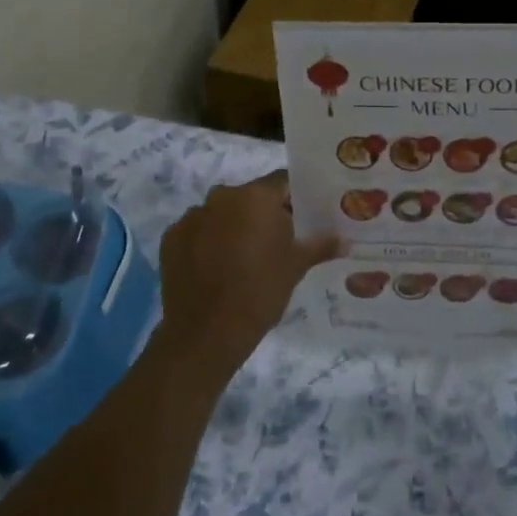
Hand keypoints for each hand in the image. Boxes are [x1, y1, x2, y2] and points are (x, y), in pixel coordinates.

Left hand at [156, 172, 339, 376]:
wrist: (206, 333)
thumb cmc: (260, 292)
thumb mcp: (296, 267)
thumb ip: (320, 246)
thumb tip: (345, 240)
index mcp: (255, 197)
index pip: (282, 182)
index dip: (294, 198)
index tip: (302, 217)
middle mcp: (221, 196)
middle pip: (250, 197)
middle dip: (263, 214)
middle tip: (276, 242)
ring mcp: (192, 216)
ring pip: (221, 213)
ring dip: (233, 227)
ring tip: (243, 259)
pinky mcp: (171, 238)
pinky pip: (197, 231)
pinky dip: (207, 242)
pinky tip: (215, 268)